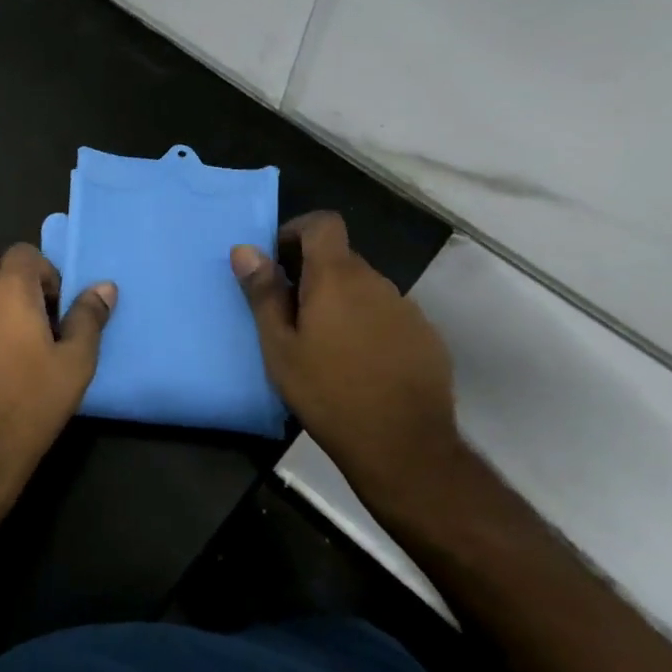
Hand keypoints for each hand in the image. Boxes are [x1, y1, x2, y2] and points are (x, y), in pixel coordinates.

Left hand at [0, 243, 116, 513]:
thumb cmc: (29, 404)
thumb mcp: (74, 364)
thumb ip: (88, 318)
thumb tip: (104, 287)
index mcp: (7, 289)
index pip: (24, 252)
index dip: (45, 273)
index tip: (56, 309)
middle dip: (10, 278)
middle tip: (32, 316)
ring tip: (11, 344)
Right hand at [231, 212, 461, 510]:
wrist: (404, 447)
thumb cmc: (328, 393)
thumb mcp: (280, 347)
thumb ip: (263, 293)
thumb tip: (245, 249)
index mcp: (337, 277)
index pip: (323, 223)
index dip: (298, 230)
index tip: (280, 262)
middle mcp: (376, 282)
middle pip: (341, 258)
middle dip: (314, 275)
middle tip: (292, 316)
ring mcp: (407, 309)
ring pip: (365, 290)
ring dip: (342, 302)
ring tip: (325, 346)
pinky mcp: (426, 338)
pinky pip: (389, 316)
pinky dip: (369, 326)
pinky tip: (360, 366)